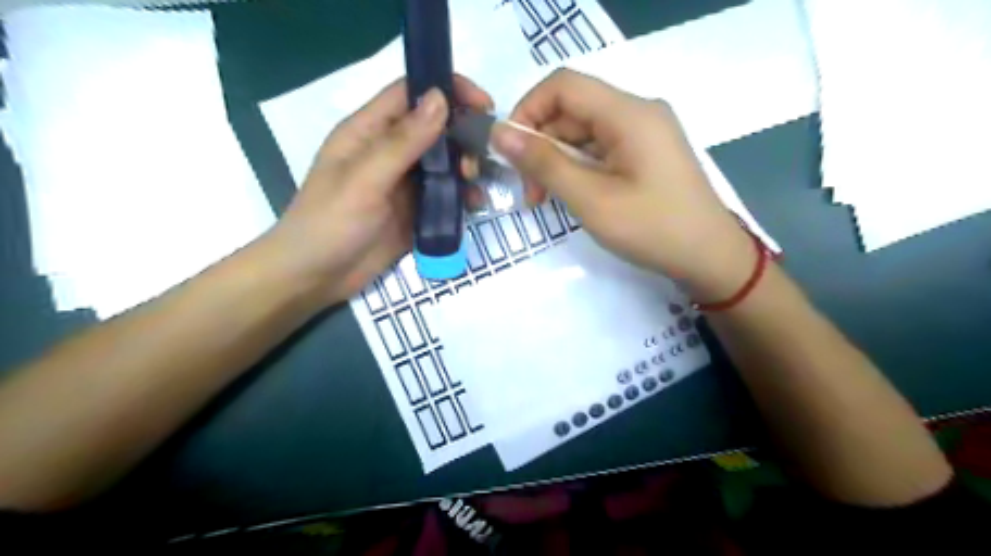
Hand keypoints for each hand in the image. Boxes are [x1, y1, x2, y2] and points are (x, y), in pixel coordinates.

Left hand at [262, 75, 490, 304]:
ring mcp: (403, 183)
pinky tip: (473, 205)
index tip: (482, 104)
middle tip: (479, 157)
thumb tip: (440, 98)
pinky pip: (445, 194)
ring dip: (465, 167)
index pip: (411, 94)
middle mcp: (389, 152)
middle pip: (434, 127)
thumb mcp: (365, 179)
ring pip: (444, 162)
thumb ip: (403, 141)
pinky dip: (462, 195)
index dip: (446, 89)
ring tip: (475, 184)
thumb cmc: (330, 223)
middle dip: (462, 135)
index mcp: (369, 131)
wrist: (316, 277)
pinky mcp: (414, 211)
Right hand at [491, 69, 754, 302]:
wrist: (710, 258)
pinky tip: (572, 195)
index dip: (528, 110)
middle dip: (541, 146)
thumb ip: (544, 163)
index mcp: (629, 113)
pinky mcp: (645, 153)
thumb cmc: (652, 230)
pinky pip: (600, 148)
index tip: (511, 152)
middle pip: (572, 110)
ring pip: (583, 131)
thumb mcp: (591, 199)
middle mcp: (637, 112)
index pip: (563, 86)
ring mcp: (644, 132)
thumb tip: (500, 133)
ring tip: (546, 199)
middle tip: (531, 192)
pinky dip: (578, 167)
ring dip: (557, 160)